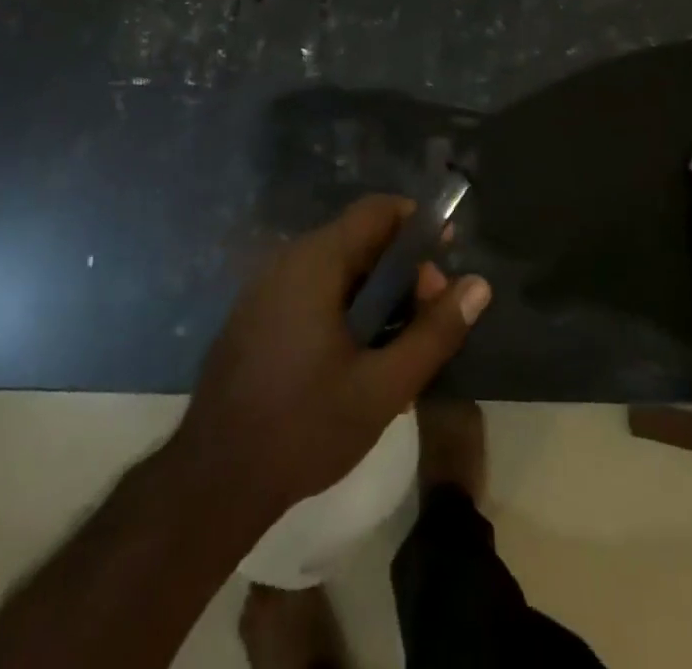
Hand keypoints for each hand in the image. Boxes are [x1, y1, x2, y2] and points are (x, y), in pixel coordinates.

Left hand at [173, 196, 491, 523]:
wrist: (213, 481)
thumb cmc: (304, 428)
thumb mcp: (383, 387)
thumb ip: (434, 333)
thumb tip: (478, 285)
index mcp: (316, 262)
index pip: (377, 211)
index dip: (417, 224)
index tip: (445, 257)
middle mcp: (288, 261)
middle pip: (359, 240)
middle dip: (401, 269)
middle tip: (428, 319)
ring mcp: (266, 287)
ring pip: (337, 268)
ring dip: (375, 294)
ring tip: (400, 345)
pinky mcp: (256, 314)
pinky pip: (312, 290)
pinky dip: (344, 307)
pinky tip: (358, 357)